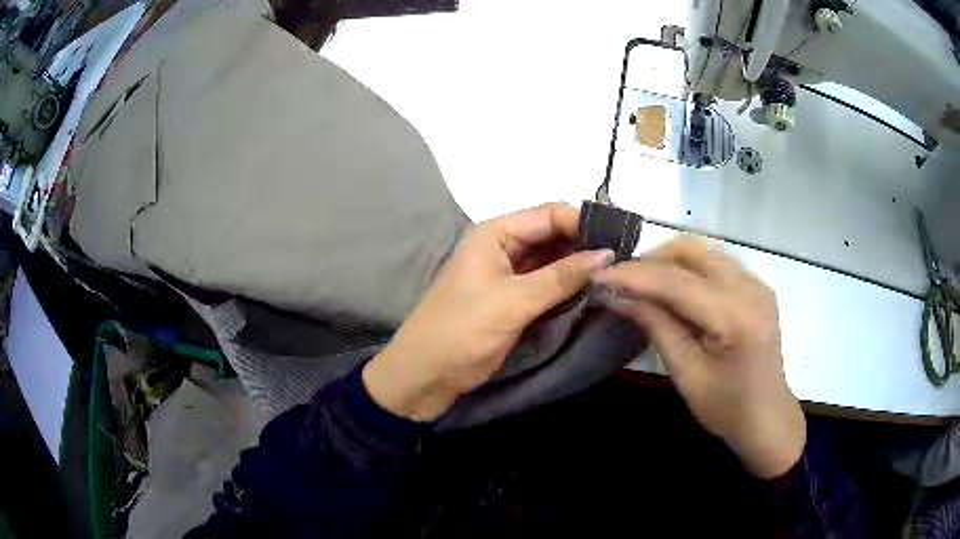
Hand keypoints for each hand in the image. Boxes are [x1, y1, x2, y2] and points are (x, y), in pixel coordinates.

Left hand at [363, 203, 614, 421]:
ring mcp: (509, 273)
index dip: (584, 221)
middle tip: (626, 255)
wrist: (426, 373)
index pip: (549, 214)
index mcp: (496, 233)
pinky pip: (547, 283)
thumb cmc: (462, 330)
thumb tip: (607, 254)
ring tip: (618, 270)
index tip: (621, 236)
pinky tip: (594, 287)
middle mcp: (503, 246)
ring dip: (580, 265)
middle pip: (553, 234)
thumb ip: (561, 277)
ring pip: (552, 260)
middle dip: (586, 243)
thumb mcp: (513, 301)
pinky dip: (568, 285)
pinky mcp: (513, 298)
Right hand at [593, 237, 804, 478]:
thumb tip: (617, 295)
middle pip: (692, 252)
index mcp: (735, 317)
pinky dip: (689, 268)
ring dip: (669, 261)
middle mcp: (751, 288)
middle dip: (651, 260)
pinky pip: (717, 263)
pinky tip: (674, 288)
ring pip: (704, 251)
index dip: (634, 276)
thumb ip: (656, 326)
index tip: (598, 276)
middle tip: (621, 280)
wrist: (767, 419)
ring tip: (642, 283)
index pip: (676, 282)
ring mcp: (757, 283)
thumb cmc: (726, 409)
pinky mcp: (757, 287)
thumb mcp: (686, 374)